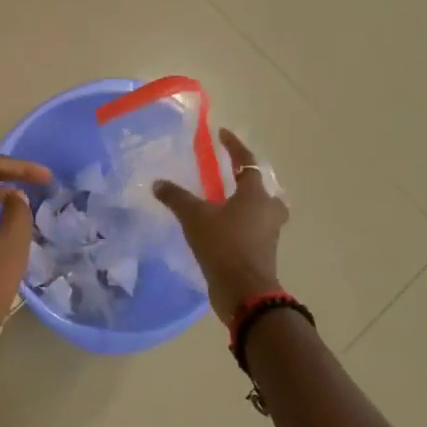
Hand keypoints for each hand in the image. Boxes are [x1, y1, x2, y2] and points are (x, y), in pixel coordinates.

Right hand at [153, 128, 288, 325]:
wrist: (244, 291)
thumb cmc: (223, 245)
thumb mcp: (194, 217)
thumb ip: (176, 197)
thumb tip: (158, 183)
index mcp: (255, 194)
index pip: (246, 161)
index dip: (234, 146)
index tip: (222, 134)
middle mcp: (268, 209)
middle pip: (260, 187)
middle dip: (246, 179)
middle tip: (228, 175)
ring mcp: (269, 232)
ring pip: (259, 209)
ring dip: (244, 203)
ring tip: (222, 203)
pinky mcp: (263, 251)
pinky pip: (253, 228)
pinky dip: (240, 223)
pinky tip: (220, 227)